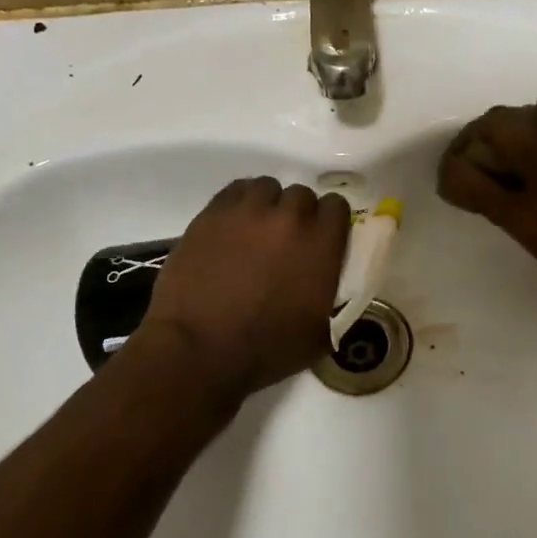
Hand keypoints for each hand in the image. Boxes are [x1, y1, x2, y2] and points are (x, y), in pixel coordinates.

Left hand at [137, 177, 350, 404]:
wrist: (199, 349)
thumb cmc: (265, 350)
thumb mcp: (320, 333)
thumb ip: (334, 298)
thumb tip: (330, 285)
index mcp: (321, 245)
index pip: (337, 206)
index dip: (330, 222)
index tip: (321, 240)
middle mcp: (289, 218)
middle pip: (302, 195)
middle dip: (298, 215)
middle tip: (285, 242)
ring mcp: (248, 211)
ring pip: (267, 187)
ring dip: (267, 205)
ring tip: (256, 231)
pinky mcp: (212, 213)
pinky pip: (235, 190)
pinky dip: (239, 204)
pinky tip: (233, 227)